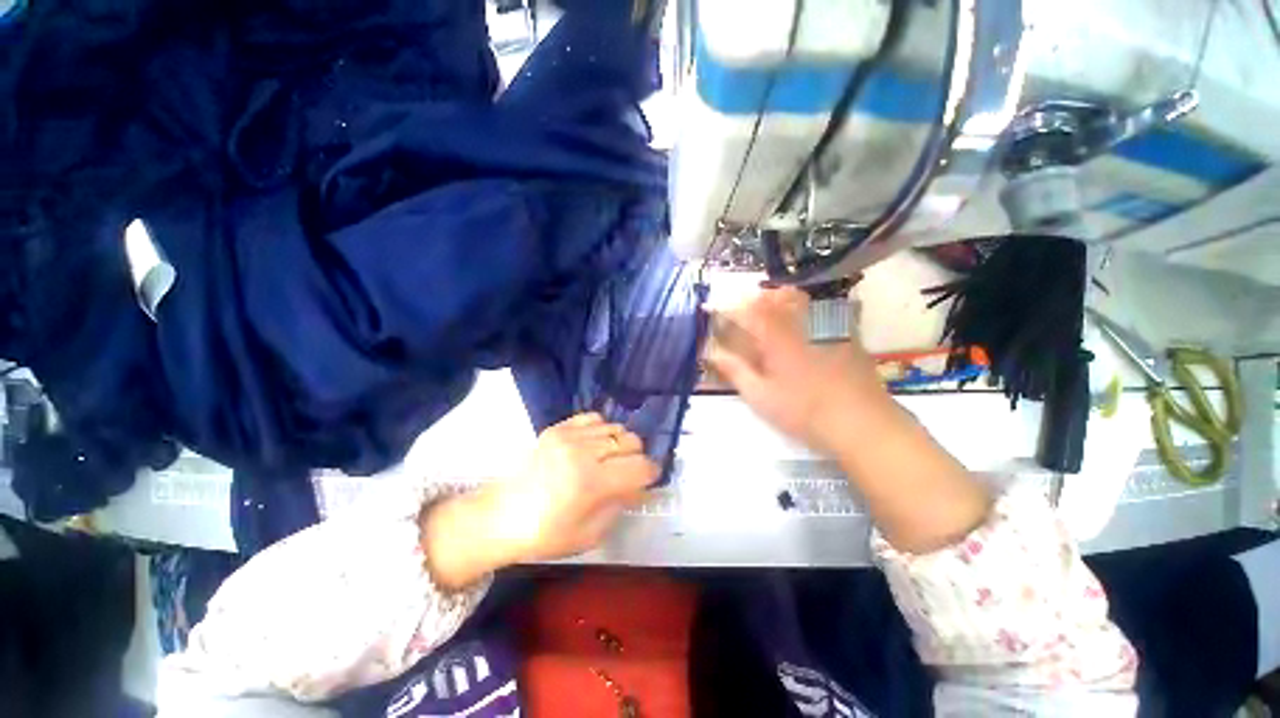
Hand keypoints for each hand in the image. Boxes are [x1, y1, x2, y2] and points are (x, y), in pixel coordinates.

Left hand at [487, 412, 657, 561]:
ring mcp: (569, 435)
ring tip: (607, 460)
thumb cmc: (545, 534)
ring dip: (619, 444)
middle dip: (636, 458)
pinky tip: (592, 445)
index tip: (648, 480)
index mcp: (591, 483)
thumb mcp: (591, 533)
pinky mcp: (557, 427)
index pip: (641, 466)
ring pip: (616, 427)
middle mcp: (583, 452)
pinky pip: (594, 417)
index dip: (651, 473)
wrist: (500, 516)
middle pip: (632, 441)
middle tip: (625, 473)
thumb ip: (621, 504)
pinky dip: (601, 430)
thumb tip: (641, 485)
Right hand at [705, 286, 886, 453]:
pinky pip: (820, 307)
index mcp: (777, 336)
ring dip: (776, 298)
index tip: (711, 308)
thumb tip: (713, 353)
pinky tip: (799, 322)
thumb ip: (735, 371)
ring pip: (798, 297)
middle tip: (741, 309)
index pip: (746, 310)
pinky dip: (802, 307)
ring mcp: (826, 324)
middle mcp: (801, 322)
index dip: (726, 307)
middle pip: (773, 296)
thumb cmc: (804, 411)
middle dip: (752, 298)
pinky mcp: (846, 332)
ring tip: (766, 309)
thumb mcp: (761, 396)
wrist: (861, 422)